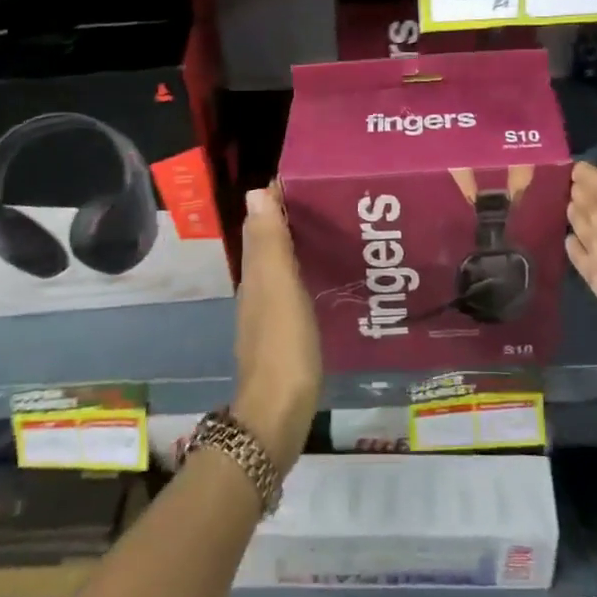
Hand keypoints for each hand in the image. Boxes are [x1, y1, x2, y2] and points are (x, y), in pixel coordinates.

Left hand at [230, 185, 320, 471]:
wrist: (278, 416)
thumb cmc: (282, 345)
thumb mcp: (278, 287)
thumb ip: (270, 242)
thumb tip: (256, 191)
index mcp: (256, 276)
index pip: (264, 225)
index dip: (280, 201)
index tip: (312, 181)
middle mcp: (258, 292)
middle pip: (273, 246)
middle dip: (295, 222)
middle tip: (335, 203)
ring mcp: (270, 318)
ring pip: (284, 270)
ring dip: (302, 250)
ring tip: (339, 234)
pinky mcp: (287, 339)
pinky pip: (296, 295)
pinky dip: (308, 278)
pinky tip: (330, 281)